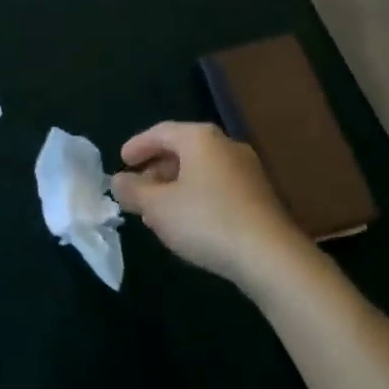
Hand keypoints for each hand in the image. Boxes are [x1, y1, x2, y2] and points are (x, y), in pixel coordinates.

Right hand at [110, 122, 309, 293]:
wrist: (270, 256)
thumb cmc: (206, 221)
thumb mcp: (158, 208)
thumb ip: (133, 191)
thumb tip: (118, 181)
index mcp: (200, 138)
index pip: (161, 132)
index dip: (138, 145)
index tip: (121, 160)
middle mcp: (225, 145)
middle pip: (183, 149)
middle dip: (157, 169)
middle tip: (138, 190)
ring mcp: (247, 169)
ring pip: (201, 170)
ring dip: (176, 186)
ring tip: (159, 210)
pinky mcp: (260, 195)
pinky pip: (218, 186)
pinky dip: (197, 196)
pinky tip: (189, 222)